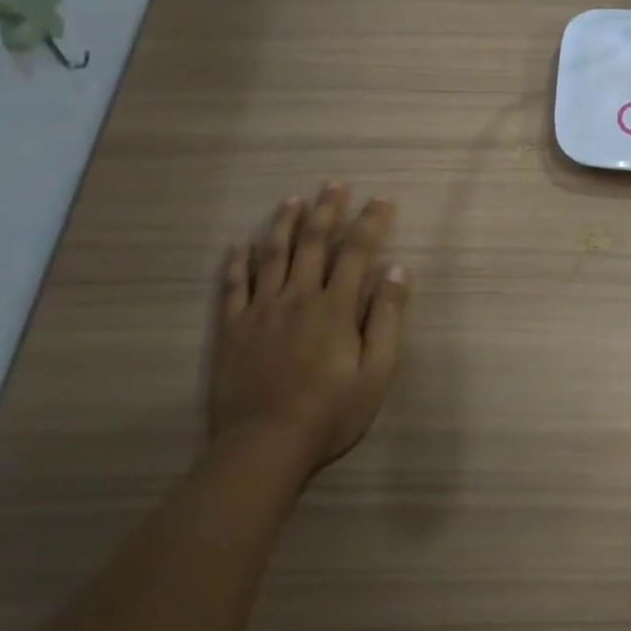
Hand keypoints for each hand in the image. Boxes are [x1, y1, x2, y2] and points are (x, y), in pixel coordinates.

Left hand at [212, 184, 409, 472]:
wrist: (264, 445)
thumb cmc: (329, 413)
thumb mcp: (376, 372)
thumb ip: (386, 318)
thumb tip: (397, 270)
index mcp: (334, 307)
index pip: (356, 251)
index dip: (370, 222)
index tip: (381, 199)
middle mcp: (297, 297)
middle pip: (312, 242)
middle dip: (326, 209)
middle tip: (335, 184)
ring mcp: (260, 310)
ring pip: (271, 254)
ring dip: (284, 223)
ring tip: (293, 199)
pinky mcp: (232, 328)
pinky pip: (232, 285)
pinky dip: (237, 261)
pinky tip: (241, 245)